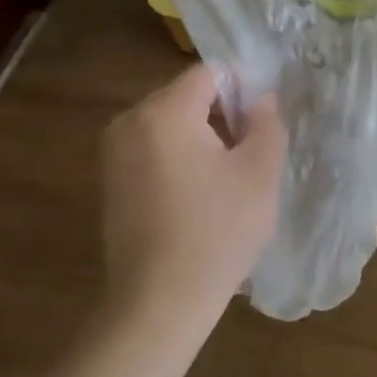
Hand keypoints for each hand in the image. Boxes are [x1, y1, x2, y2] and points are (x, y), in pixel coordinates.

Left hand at [99, 64, 286, 335]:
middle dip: (220, 114)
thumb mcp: (260, 172)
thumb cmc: (217, 231)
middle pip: (186, 96)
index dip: (242, 91)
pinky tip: (197, 196)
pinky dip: (178, 158)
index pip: (210, 74)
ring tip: (225, 179)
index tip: (261, 127)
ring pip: (169, 123)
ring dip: (200, 137)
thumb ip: (266, 122)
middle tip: (248, 155)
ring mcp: (113, 153)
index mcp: (164, 112)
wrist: (158, 303)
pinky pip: (152, 148)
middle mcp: (130, 121)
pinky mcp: (110, 181)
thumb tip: (260, 97)